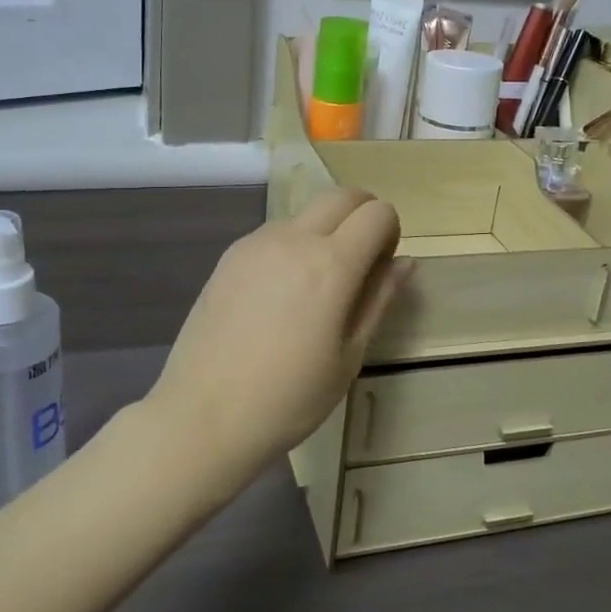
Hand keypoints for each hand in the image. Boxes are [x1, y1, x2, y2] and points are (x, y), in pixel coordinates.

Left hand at [149, 188, 408, 471]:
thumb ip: (379, 299)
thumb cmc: (289, 398)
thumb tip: (406, 262)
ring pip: (306, 213)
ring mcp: (256, 243)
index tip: (381, 268)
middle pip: (342, 196)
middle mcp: (294, 239)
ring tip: (314, 288)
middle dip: (362, 215)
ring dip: (324, 231)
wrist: (204, 415)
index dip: (390, 232)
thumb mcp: (348, 356)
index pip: (377, 213)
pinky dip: (292, 246)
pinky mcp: (230, 255)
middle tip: (360, 263)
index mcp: (331, 264)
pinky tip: (279, 297)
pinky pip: (275, 234)